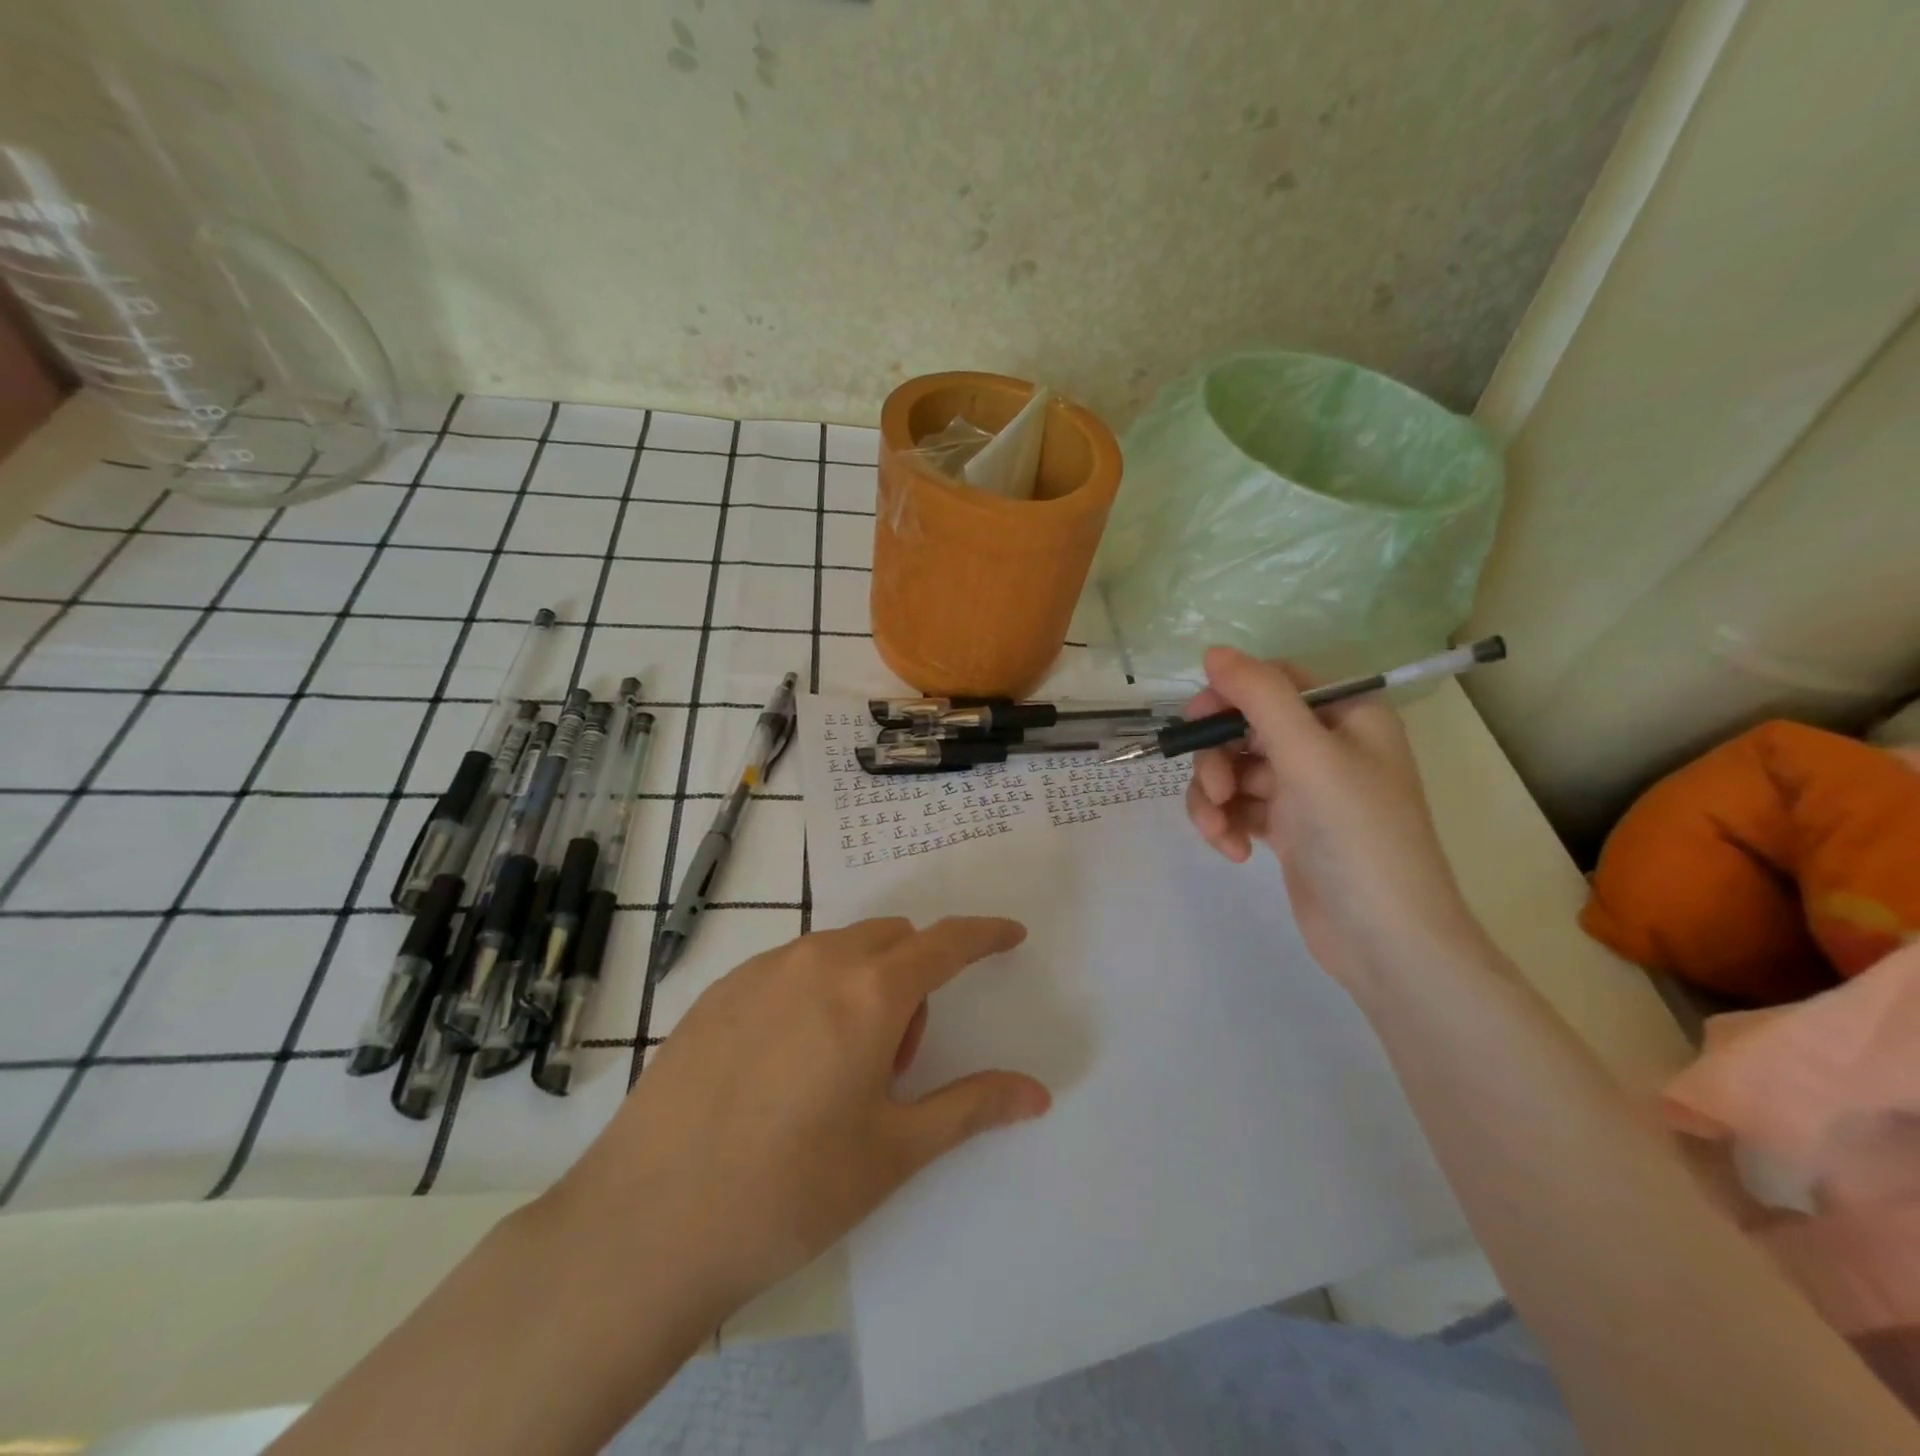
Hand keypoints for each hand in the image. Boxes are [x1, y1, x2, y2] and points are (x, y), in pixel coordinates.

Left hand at [551, 917, 1050, 1316]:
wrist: (647, 1224)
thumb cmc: (790, 1191)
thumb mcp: (894, 1152)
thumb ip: (971, 1107)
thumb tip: (1037, 1092)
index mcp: (869, 993)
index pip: (945, 942)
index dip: (983, 935)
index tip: (1009, 935)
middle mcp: (817, 961)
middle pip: (891, 940)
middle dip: (914, 978)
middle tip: (896, 1059)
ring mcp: (760, 971)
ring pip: (838, 950)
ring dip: (862, 983)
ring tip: (837, 1067)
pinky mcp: (718, 991)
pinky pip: (789, 967)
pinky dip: (813, 990)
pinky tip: (782, 1064)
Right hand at [1184, 646, 1488, 990]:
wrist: (1386, 940)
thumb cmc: (1358, 836)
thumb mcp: (1309, 755)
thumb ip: (1260, 696)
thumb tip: (1214, 651)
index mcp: (1346, 716)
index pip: (1274, 682)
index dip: (1229, 695)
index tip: (1196, 722)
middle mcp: (1326, 746)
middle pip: (1244, 727)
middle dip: (1218, 758)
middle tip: (1216, 789)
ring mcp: (1304, 790)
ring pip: (1233, 770)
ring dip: (1214, 798)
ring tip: (1218, 833)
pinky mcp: (1286, 828)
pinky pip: (1237, 807)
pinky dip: (1225, 824)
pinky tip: (1232, 852)